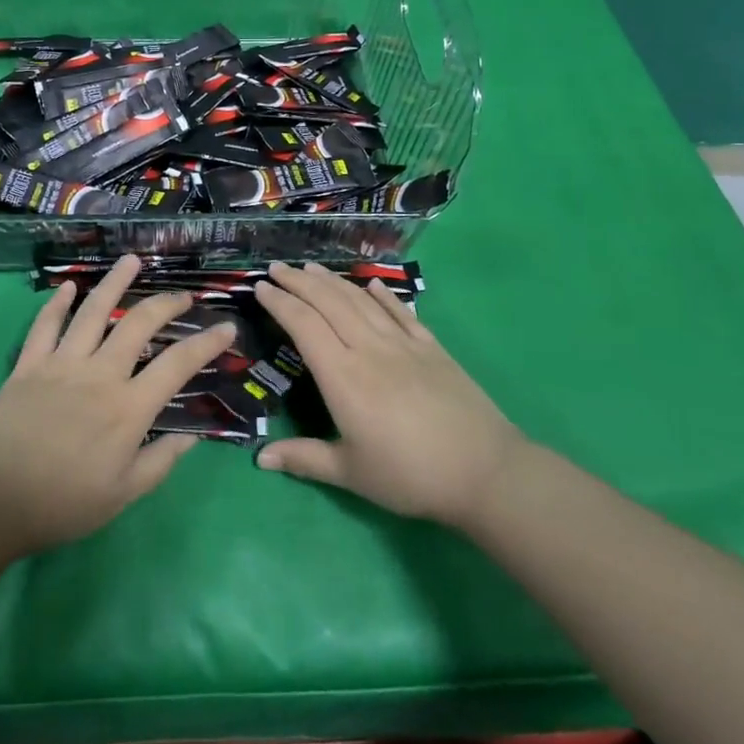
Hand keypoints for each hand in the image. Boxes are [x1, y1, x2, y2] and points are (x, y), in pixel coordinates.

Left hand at [0, 255, 235, 554]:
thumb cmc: (61, 504)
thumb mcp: (122, 495)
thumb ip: (160, 462)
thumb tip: (193, 437)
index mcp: (128, 407)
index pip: (178, 365)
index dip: (207, 343)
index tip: (226, 327)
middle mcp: (100, 374)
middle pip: (139, 324)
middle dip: (167, 303)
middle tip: (183, 295)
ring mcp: (62, 363)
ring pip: (94, 311)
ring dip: (115, 282)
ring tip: (132, 260)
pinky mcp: (29, 364)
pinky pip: (46, 325)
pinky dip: (57, 303)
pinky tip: (69, 286)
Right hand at [255, 262, 527, 530]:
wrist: (484, 470)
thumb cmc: (409, 475)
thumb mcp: (351, 473)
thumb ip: (304, 458)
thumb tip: (259, 458)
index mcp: (343, 376)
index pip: (304, 325)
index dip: (280, 303)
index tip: (260, 287)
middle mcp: (369, 348)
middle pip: (328, 303)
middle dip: (299, 282)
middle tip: (277, 268)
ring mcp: (403, 343)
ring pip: (360, 301)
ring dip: (333, 281)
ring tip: (312, 268)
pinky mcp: (431, 347)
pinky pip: (401, 312)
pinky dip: (383, 296)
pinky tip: (371, 286)